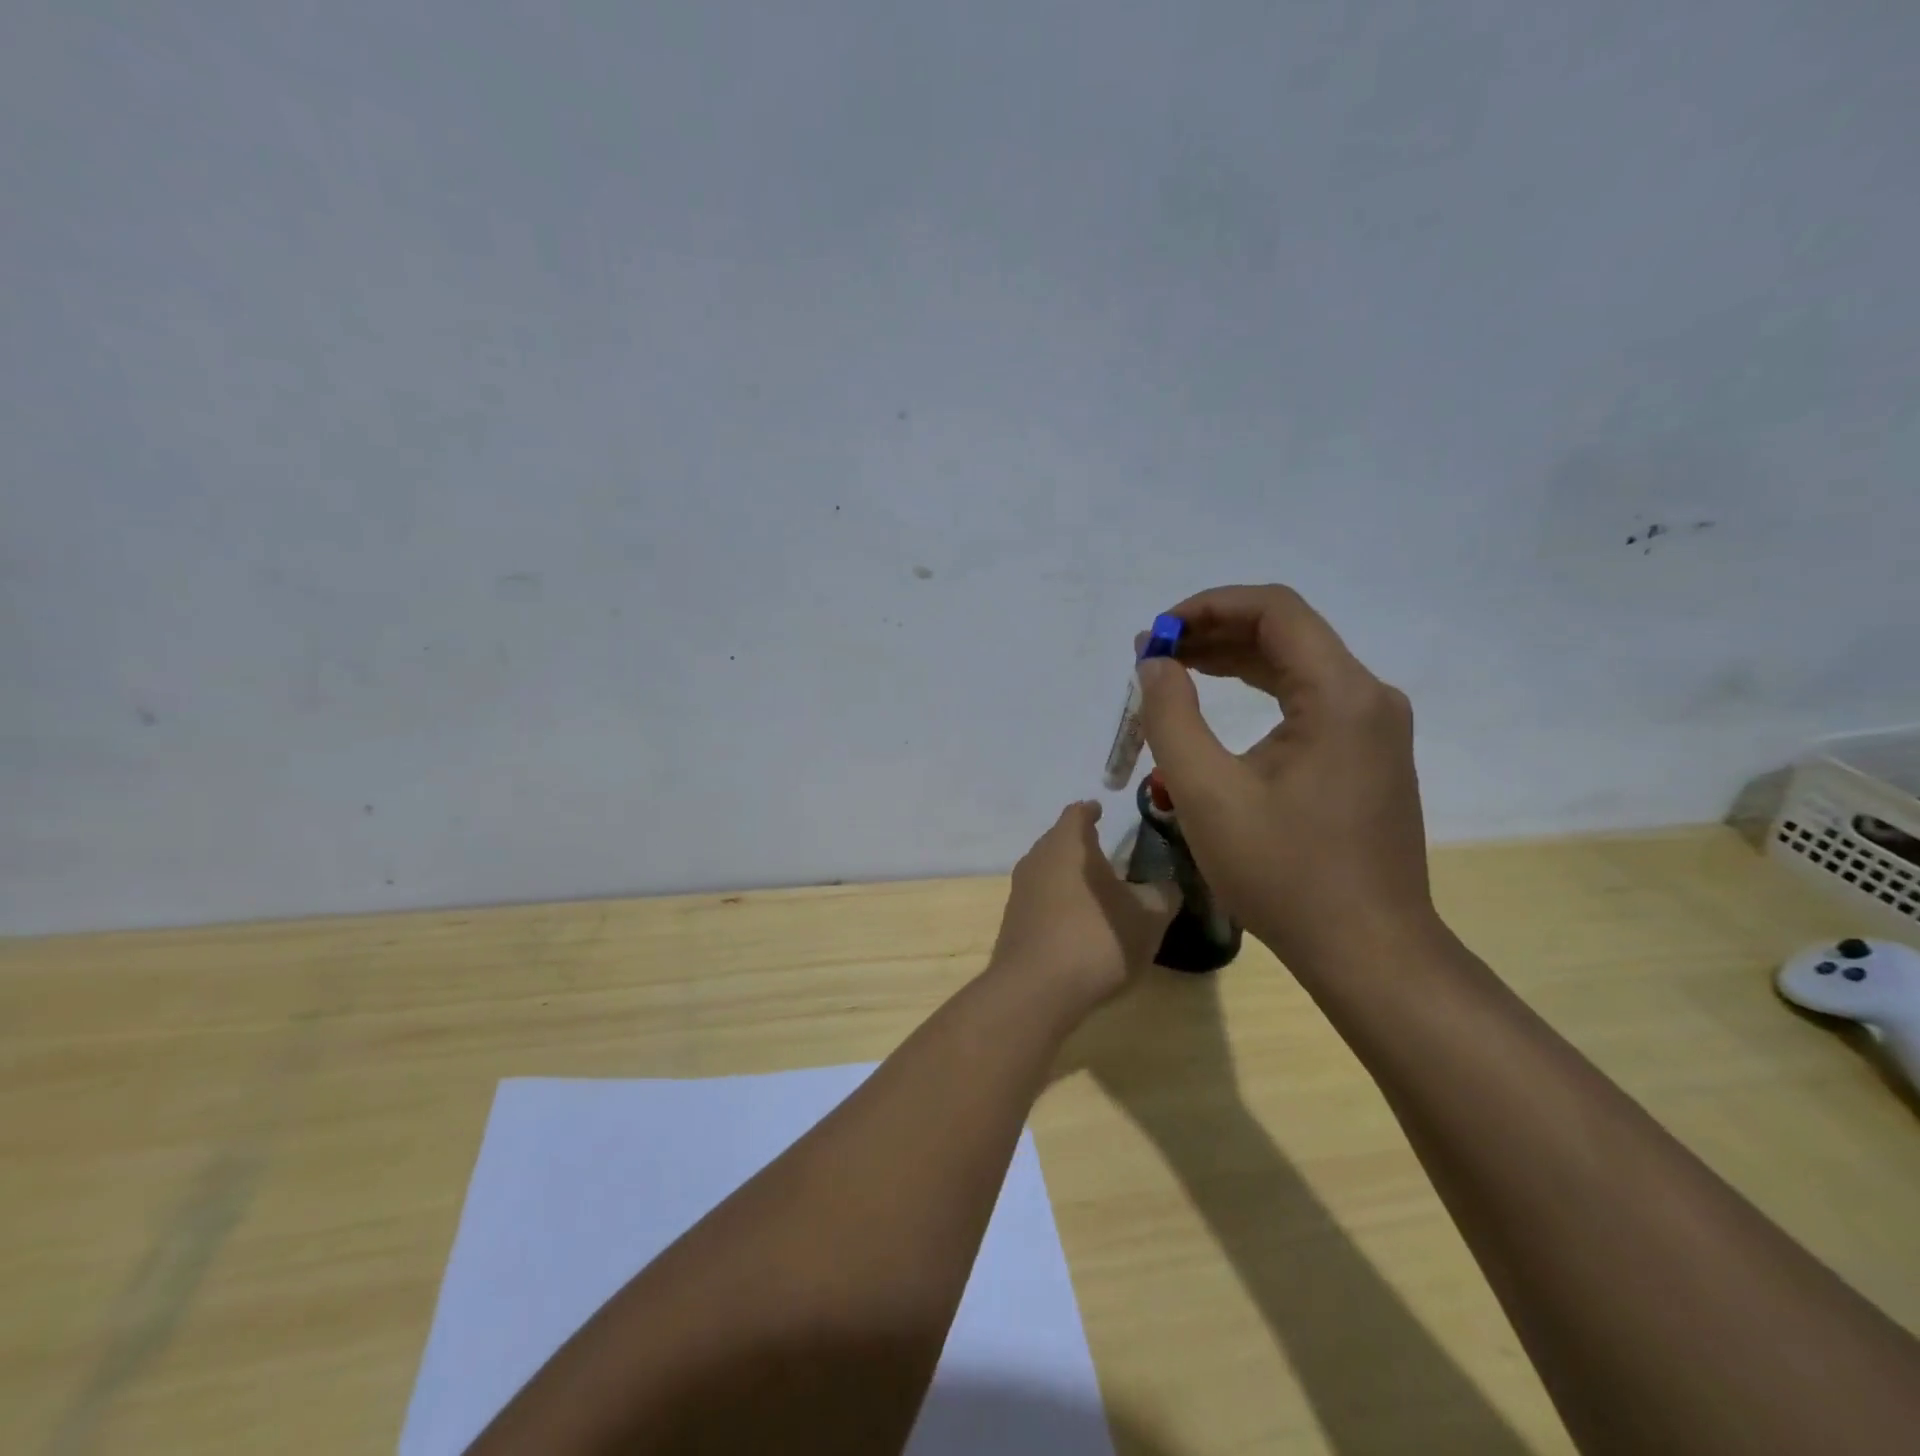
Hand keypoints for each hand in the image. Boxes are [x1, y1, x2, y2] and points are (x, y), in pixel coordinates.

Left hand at [989, 802, 1178, 1016]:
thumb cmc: (1097, 938)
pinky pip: (1040, 900)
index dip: (1091, 811)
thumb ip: (1161, 894)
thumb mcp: (1148, 917)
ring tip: (1094, 888)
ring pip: (1047, 870)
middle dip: (1080, 844)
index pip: (1077, 813)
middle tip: (1106, 853)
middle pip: (1058, 841)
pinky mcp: (1012, 922)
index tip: (1101, 811)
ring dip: (1069, 875)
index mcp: (1068, 844)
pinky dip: (1058, 902)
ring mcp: (1019, 891)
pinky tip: (1075, 921)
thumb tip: (1166, 885)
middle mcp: (1037, 858)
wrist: (1036, 989)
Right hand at [1136, 584, 1437, 972]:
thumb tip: (1155, 664)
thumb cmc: (1284, 873)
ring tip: (1172, 672)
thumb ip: (1171, 717)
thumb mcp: (1207, 794)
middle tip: (1153, 655)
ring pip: (1295, 665)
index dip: (1208, 606)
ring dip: (1232, 660)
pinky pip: (1306, 700)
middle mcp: (1368, 697)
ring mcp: (1373, 727)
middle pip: (1285, 633)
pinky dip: (1257, 691)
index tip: (1157, 633)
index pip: (1274, 610)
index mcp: (1341, 695)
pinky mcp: (1366, 754)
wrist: (1367, 949)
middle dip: (1213, 633)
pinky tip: (1217, 702)